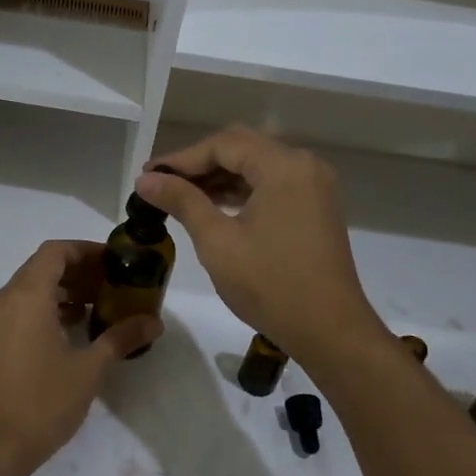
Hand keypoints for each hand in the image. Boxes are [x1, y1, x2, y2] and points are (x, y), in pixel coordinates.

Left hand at [0, 239, 161, 475]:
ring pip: (29, 289)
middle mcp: (4, 299)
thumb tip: (154, 322)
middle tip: (112, 286)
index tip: (114, 263)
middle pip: (42, 267)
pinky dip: (45, 309)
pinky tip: (71, 332)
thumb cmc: (41, 402)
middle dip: (78, 271)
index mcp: (27, 296)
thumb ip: (121, 338)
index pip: (55, 251)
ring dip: (62, 291)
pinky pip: (19, 309)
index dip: (86, 250)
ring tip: (97, 309)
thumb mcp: (89, 369)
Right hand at [135, 126, 381, 364]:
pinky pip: (273, 183)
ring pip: (257, 165)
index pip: (223, 145)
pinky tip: (215, 206)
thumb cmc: (270, 285)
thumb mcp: (217, 241)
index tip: (149, 175)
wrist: (330, 330)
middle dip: (200, 163)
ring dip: (220, 176)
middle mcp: (304, 165)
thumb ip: (182, 201)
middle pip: (242, 147)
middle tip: (162, 183)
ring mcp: (314, 186)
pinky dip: (243, 190)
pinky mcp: (316, 206)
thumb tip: (146, 179)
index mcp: (283, 166)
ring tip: (181, 196)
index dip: (181, 158)